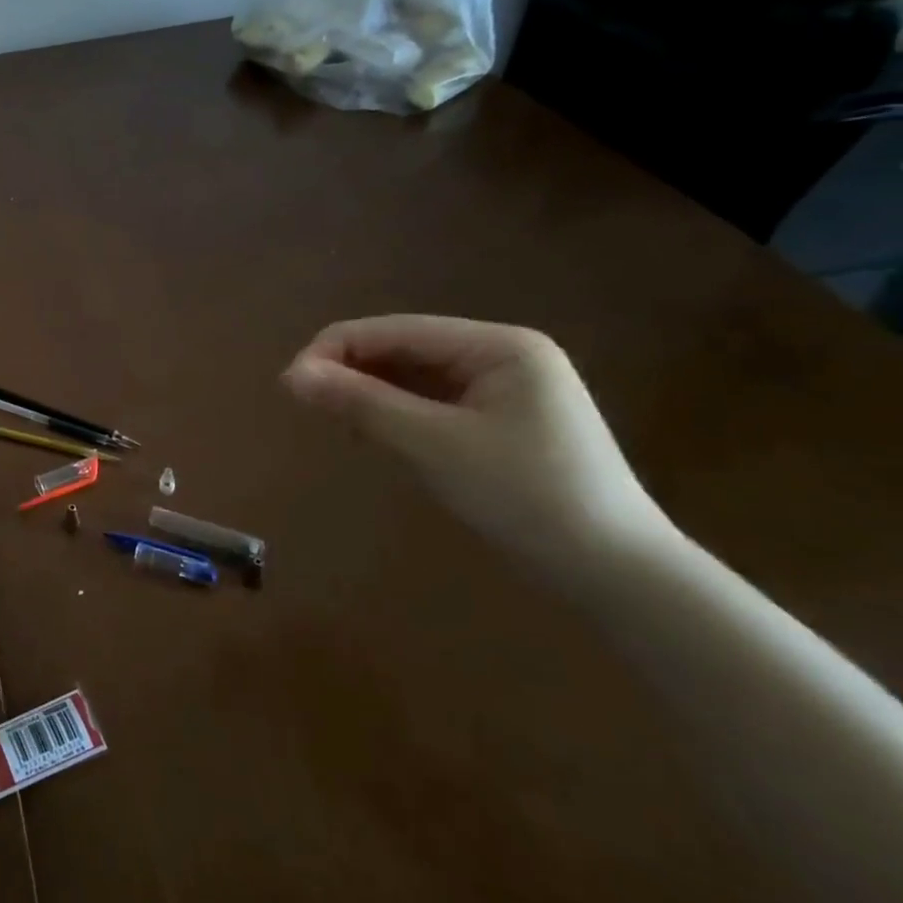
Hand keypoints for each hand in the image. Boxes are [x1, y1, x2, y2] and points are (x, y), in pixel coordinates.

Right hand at [282, 315, 679, 562]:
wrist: (614, 572)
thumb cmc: (525, 496)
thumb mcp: (433, 445)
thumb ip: (360, 403)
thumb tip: (290, 375)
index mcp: (497, 345)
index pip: (394, 329)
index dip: (334, 349)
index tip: (289, 385)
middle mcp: (500, 354)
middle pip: (401, 348)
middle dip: (350, 372)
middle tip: (307, 407)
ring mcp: (502, 387)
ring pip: (411, 375)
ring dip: (368, 393)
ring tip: (337, 425)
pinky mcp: (497, 419)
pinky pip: (429, 401)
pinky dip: (393, 413)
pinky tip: (372, 434)